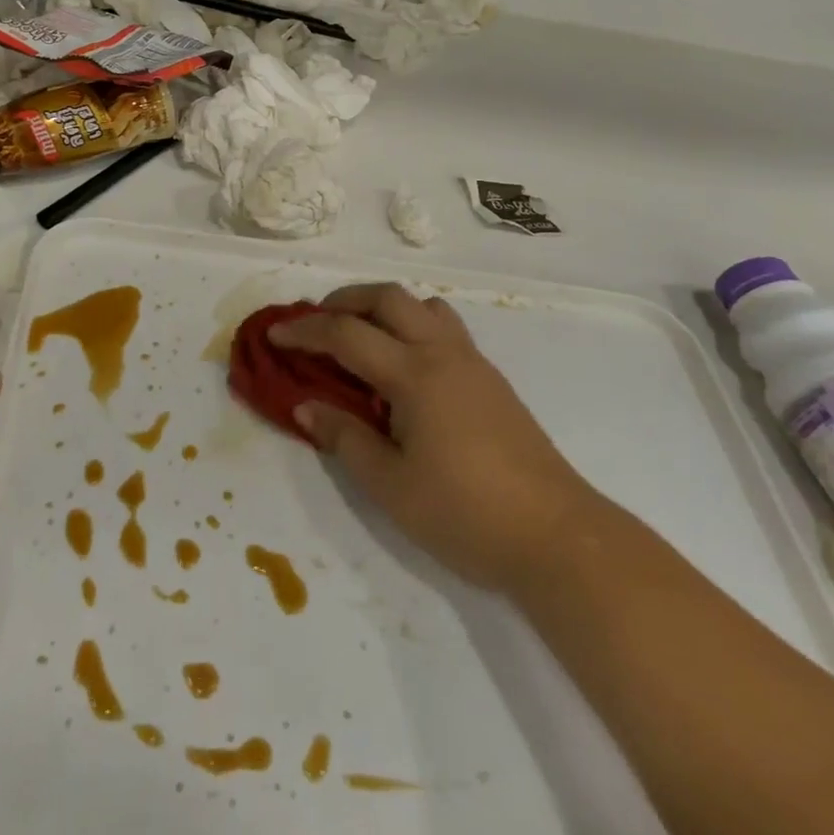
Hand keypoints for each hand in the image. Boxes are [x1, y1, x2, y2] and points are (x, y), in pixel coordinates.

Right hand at [273, 285, 595, 591]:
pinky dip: (410, 325)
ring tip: (360, 336)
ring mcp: (472, 362)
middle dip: (344, 300)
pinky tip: (402, 367)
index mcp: (414, 374)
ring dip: (383, 307)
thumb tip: (305, 405)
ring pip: (422, 305)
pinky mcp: (490, 378)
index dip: (305, 330)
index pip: (346, 334)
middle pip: (387, 297)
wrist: (558, 537)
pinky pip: (443, 326)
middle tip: (316, 323)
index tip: (274, 333)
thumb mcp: (391, 486)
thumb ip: (344, 438)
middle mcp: (442, 353)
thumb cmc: (466, 514)